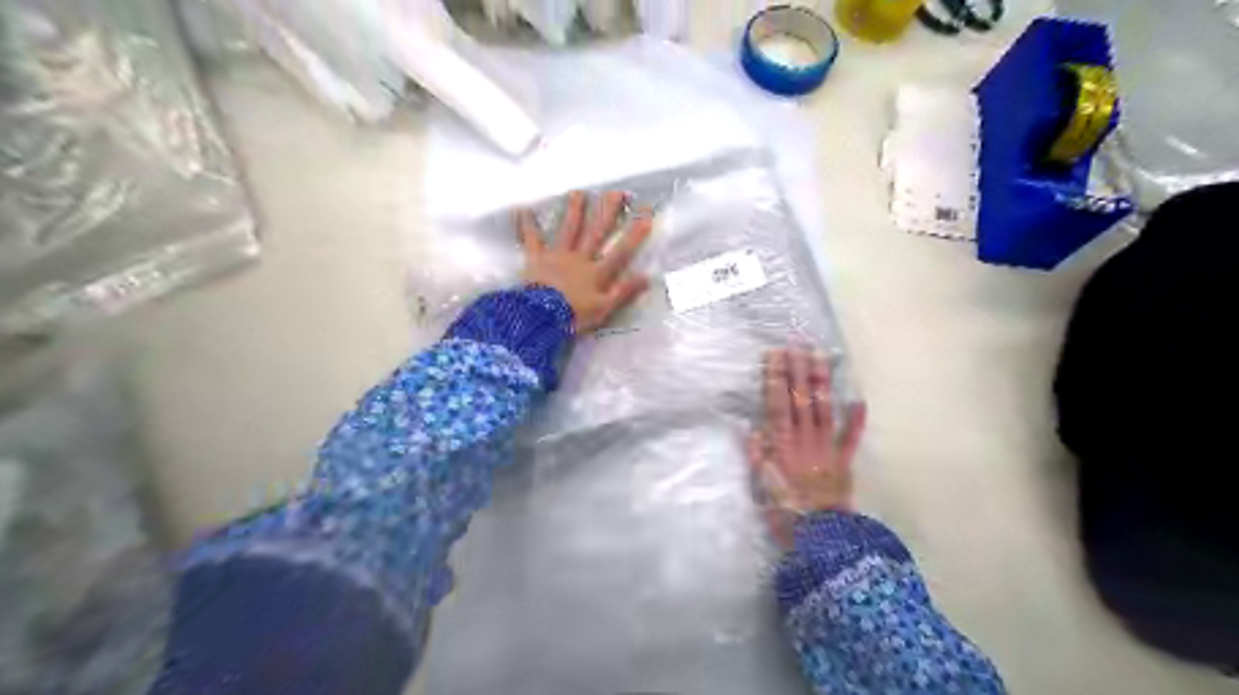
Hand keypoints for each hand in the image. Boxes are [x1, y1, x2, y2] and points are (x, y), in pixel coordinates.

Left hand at [516, 190, 652, 333]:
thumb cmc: (573, 316)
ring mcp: (557, 255)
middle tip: (617, 191)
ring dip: (574, 210)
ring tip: (579, 192)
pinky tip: (524, 209)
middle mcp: (579, 258)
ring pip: (569, 229)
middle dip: (608, 212)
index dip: (635, 233)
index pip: (621, 251)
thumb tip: (647, 276)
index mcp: (597, 273)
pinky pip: (532, 239)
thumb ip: (624, 292)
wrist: (540, 317)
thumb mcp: (603, 309)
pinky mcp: (536, 258)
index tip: (646, 214)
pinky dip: (527, 225)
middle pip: (596, 232)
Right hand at [749, 351, 864, 549]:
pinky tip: (859, 400)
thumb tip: (752, 427)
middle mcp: (805, 438)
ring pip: (824, 408)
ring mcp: (827, 447)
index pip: (778, 403)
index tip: (775, 355)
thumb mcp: (762, 486)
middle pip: (801, 398)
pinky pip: (851, 437)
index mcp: (783, 443)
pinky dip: (856, 419)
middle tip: (798, 343)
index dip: (776, 378)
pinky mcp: (844, 461)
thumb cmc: (785, 510)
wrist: (821, 535)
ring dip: (822, 382)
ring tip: (821, 357)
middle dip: (799, 369)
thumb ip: (757, 456)